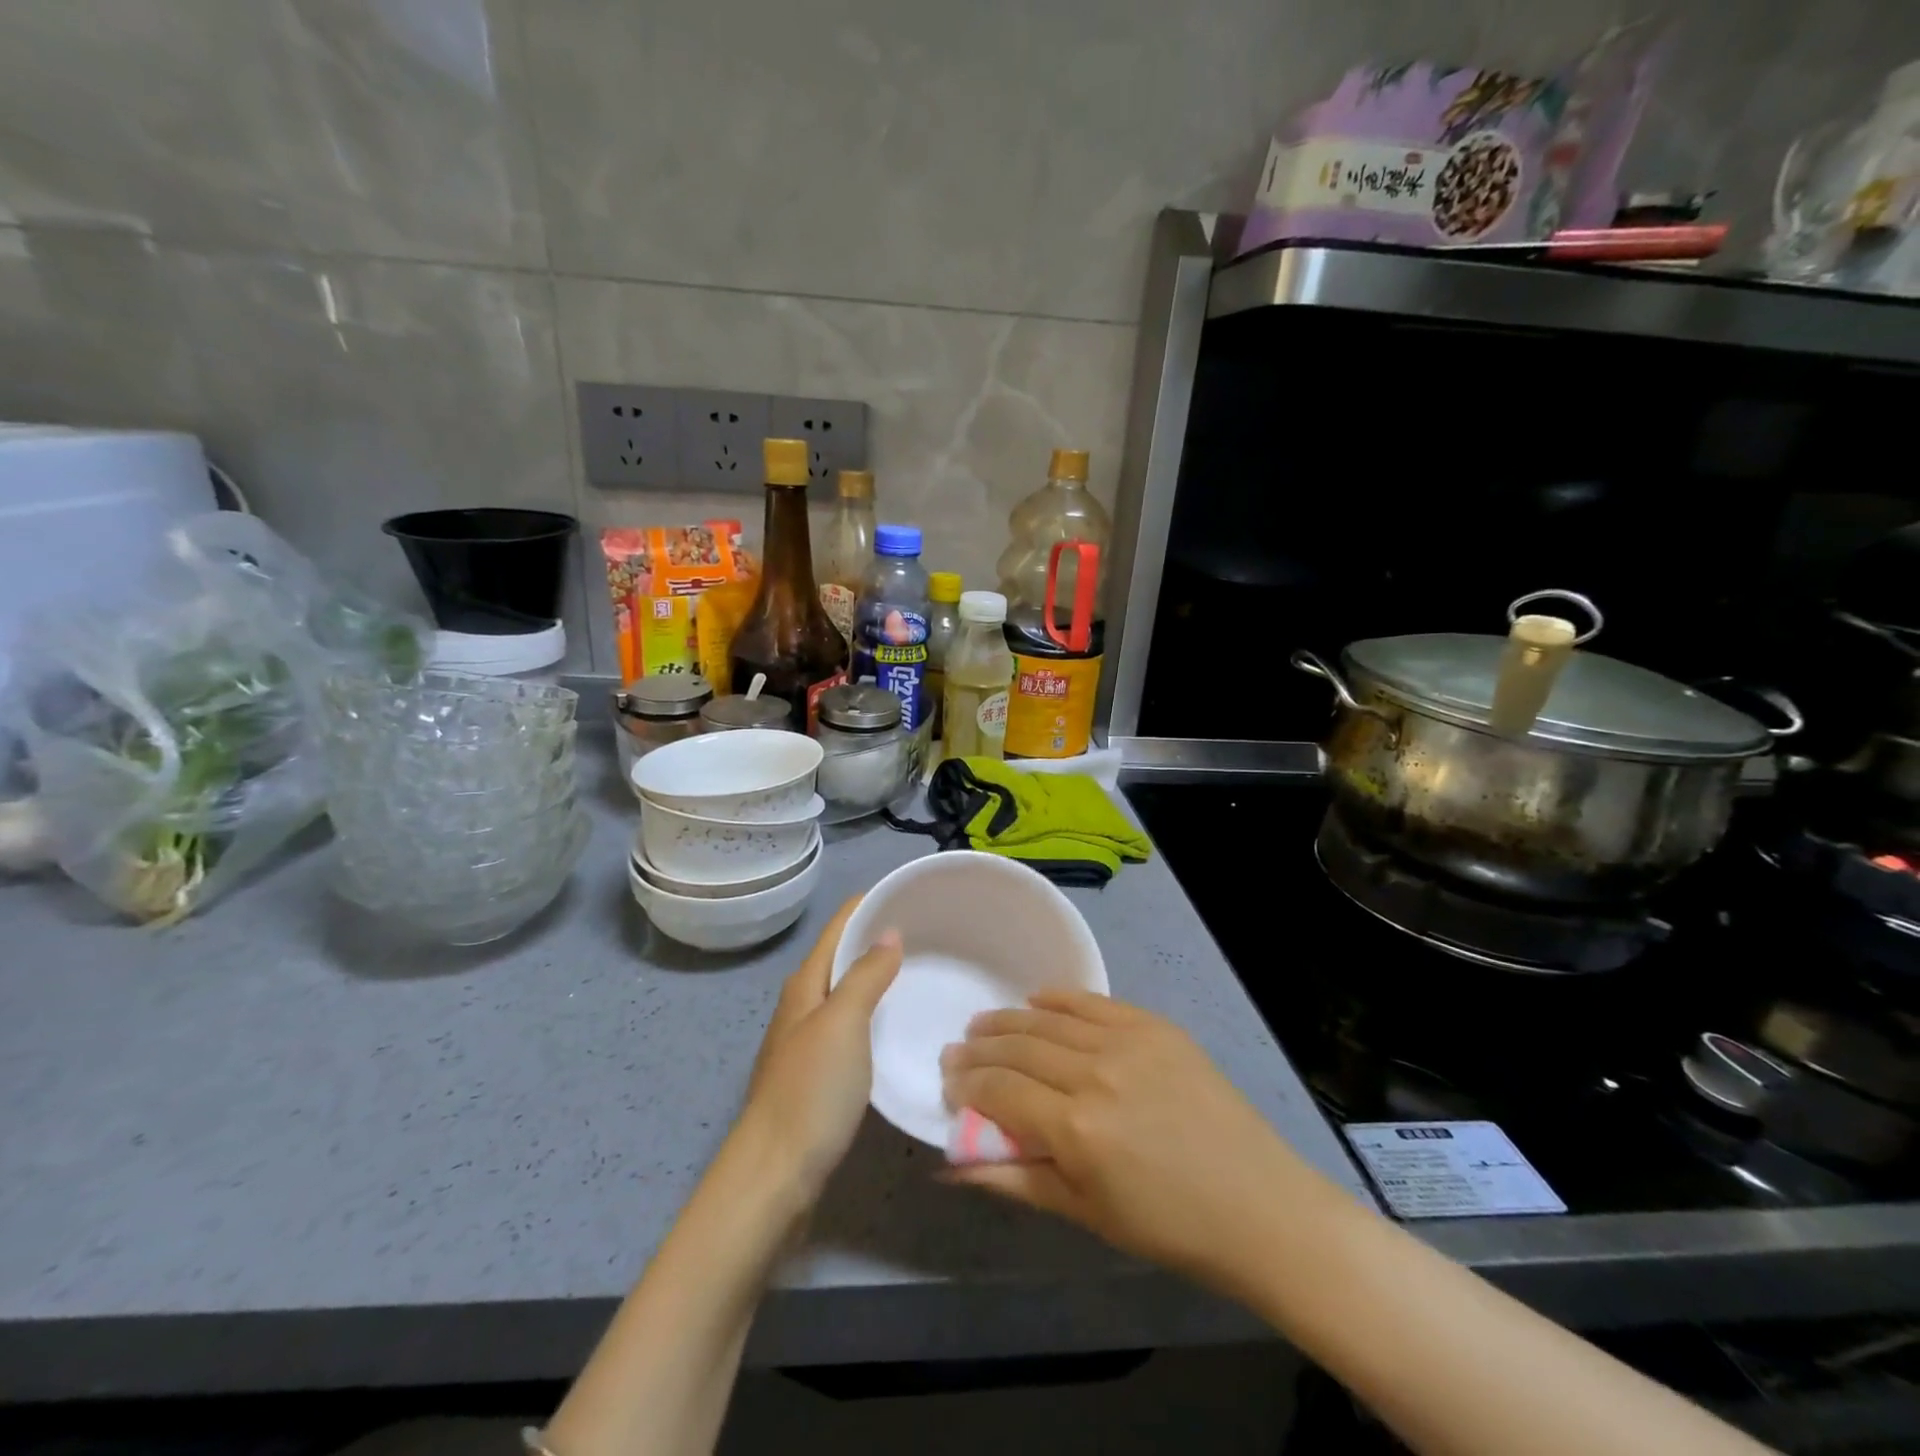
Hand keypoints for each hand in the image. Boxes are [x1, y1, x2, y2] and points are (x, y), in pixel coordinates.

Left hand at [738, 897, 901, 1204]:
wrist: (776, 1175)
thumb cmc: (810, 1090)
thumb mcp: (843, 1024)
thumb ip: (866, 976)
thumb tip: (889, 932)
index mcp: (805, 985)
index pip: (838, 928)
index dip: (868, 905)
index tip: (908, 891)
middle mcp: (804, 1005)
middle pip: (842, 957)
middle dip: (878, 938)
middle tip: (930, 930)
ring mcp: (809, 1041)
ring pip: (848, 992)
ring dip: (879, 976)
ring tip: (924, 970)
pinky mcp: (819, 1074)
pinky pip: (854, 1026)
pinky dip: (877, 1013)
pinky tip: (901, 1024)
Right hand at [939, 991, 1307, 1298]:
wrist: (1257, 1204)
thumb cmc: (1168, 1225)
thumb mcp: (1085, 1213)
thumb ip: (1014, 1180)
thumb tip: (950, 1166)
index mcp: (1076, 1129)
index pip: (999, 1091)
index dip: (966, 1085)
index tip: (947, 1082)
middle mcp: (1094, 1074)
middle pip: (1018, 1048)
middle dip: (979, 1050)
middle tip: (956, 1051)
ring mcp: (1127, 1042)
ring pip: (1048, 1019)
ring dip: (1009, 1020)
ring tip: (983, 1024)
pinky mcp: (1154, 1025)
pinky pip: (1092, 1001)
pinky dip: (1057, 998)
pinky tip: (1036, 998)